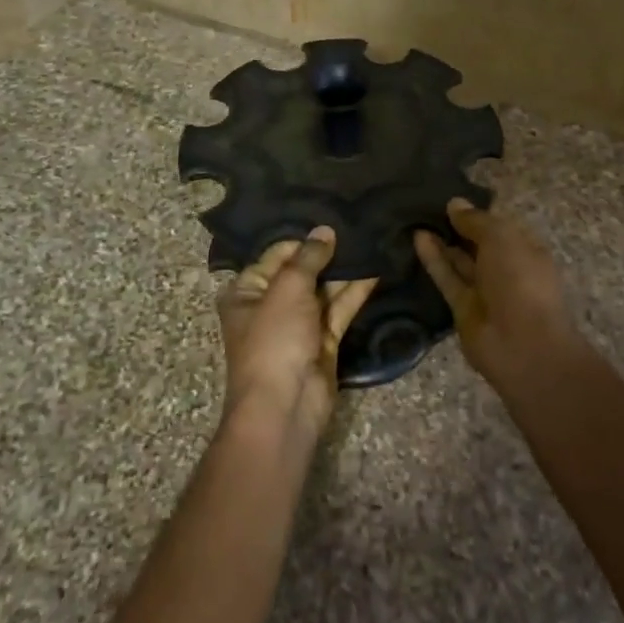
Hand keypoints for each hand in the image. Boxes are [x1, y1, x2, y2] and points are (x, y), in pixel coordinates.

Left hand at [217, 227, 377, 444]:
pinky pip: (340, 309)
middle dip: (328, 252)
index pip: (277, 253)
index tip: (332, 217)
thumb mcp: (287, 289)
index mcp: (247, 291)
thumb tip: (325, 230)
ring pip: (324, 289)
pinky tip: (376, 269)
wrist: (285, 405)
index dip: (303, 238)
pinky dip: (356, 291)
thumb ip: (308, 257)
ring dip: (345, 270)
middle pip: (302, 270)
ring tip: (372, 240)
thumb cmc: (274, 340)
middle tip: (358, 224)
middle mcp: (271, 304)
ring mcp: (299, 324)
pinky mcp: (324, 340)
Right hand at [414, 200, 573, 377]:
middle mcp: (506, 269)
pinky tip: (417, 237)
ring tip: (417, 217)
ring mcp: (484, 291)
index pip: (499, 227)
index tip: (452, 198)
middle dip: (457, 227)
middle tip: (427, 205)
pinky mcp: (462, 308)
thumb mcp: (501, 238)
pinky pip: (447, 278)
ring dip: (442, 241)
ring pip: (460, 262)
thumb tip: (454, 203)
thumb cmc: (520, 280)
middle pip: (478, 244)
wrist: (521, 344)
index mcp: (525, 250)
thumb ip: (476, 221)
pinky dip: (433, 259)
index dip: (477, 213)